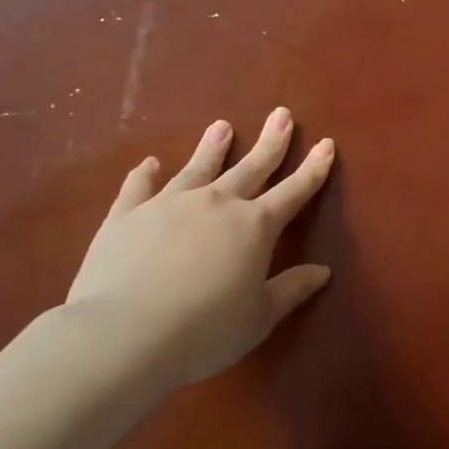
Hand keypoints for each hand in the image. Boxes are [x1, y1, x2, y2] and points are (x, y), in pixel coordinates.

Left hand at [65, 108, 335, 388]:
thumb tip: (323, 271)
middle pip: (251, 166)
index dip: (313, 168)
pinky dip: (145, 175)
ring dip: (212, 147)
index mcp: (255, 226)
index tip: (326, 143)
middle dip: (270, 141)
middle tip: (282, 114)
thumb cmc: (204, 330)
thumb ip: (291, 290)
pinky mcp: (126, 216)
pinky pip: (138, 188)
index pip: (294, 191)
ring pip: (197, 168)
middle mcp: (216, 204)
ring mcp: (168, 205)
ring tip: (222, 125)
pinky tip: (149, 164)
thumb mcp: (259, 317)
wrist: (122, 335)